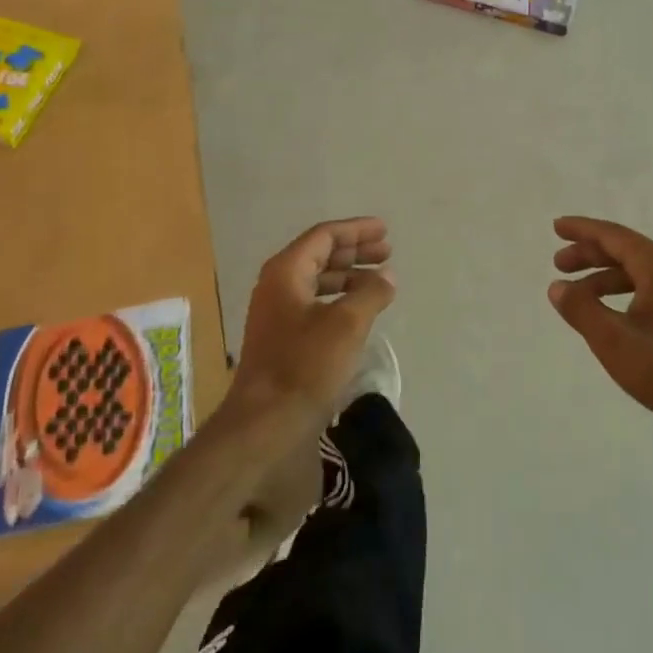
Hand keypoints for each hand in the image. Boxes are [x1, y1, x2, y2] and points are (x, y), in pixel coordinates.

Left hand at [230, 218, 395, 426]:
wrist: (266, 422)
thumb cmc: (305, 365)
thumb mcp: (347, 324)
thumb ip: (371, 292)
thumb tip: (387, 275)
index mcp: (286, 271)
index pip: (324, 236)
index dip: (356, 230)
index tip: (385, 230)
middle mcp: (278, 285)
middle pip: (320, 255)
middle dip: (355, 251)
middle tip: (387, 252)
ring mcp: (277, 313)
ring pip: (318, 280)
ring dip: (349, 275)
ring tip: (380, 280)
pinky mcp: (283, 338)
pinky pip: (315, 303)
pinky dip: (340, 299)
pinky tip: (360, 310)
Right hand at [548, 216, 652, 432]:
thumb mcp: (612, 338)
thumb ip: (580, 308)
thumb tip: (557, 287)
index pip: (613, 235)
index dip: (582, 230)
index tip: (557, 227)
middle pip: (625, 250)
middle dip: (589, 254)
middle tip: (558, 264)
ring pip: (636, 272)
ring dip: (603, 277)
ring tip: (576, 294)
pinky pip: (647, 288)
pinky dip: (621, 292)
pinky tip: (607, 312)